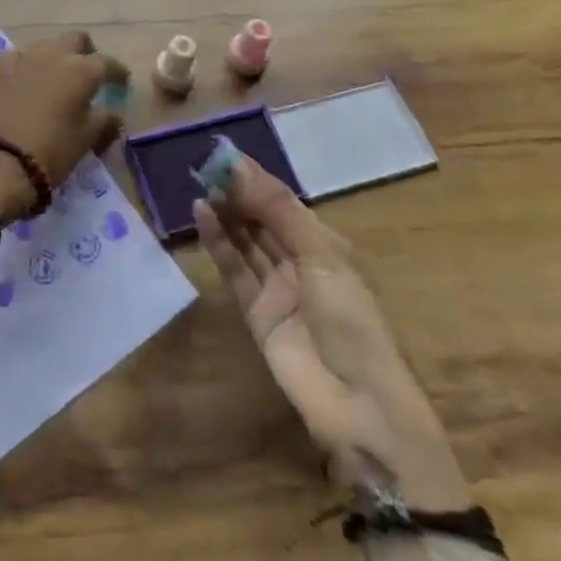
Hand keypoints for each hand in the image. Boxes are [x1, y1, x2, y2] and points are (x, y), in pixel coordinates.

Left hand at [0, 32, 125, 219]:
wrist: (5, 159)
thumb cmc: (55, 148)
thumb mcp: (88, 137)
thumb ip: (106, 120)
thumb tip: (114, 115)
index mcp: (83, 70)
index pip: (107, 62)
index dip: (117, 71)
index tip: (122, 81)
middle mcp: (56, 55)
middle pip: (76, 39)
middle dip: (86, 51)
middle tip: (88, 71)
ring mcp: (27, 57)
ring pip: (47, 44)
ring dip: (56, 55)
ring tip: (57, 76)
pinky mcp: (3, 68)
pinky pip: (18, 55)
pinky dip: (25, 63)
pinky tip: (26, 76)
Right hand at [194, 155, 470, 509]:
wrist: (359, 405)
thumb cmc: (351, 318)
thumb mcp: (319, 255)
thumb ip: (276, 209)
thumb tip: (238, 164)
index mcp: (325, 245)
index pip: (285, 202)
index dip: (257, 179)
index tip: (225, 155)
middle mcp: (300, 262)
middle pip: (263, 220)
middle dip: (238, 194)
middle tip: (206, 168)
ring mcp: (278, 288)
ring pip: (246, 242)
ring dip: (226, 215)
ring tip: (201, 186)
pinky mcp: (257, 313)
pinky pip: (235, 270)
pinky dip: (218, 243)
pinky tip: (202, 216)